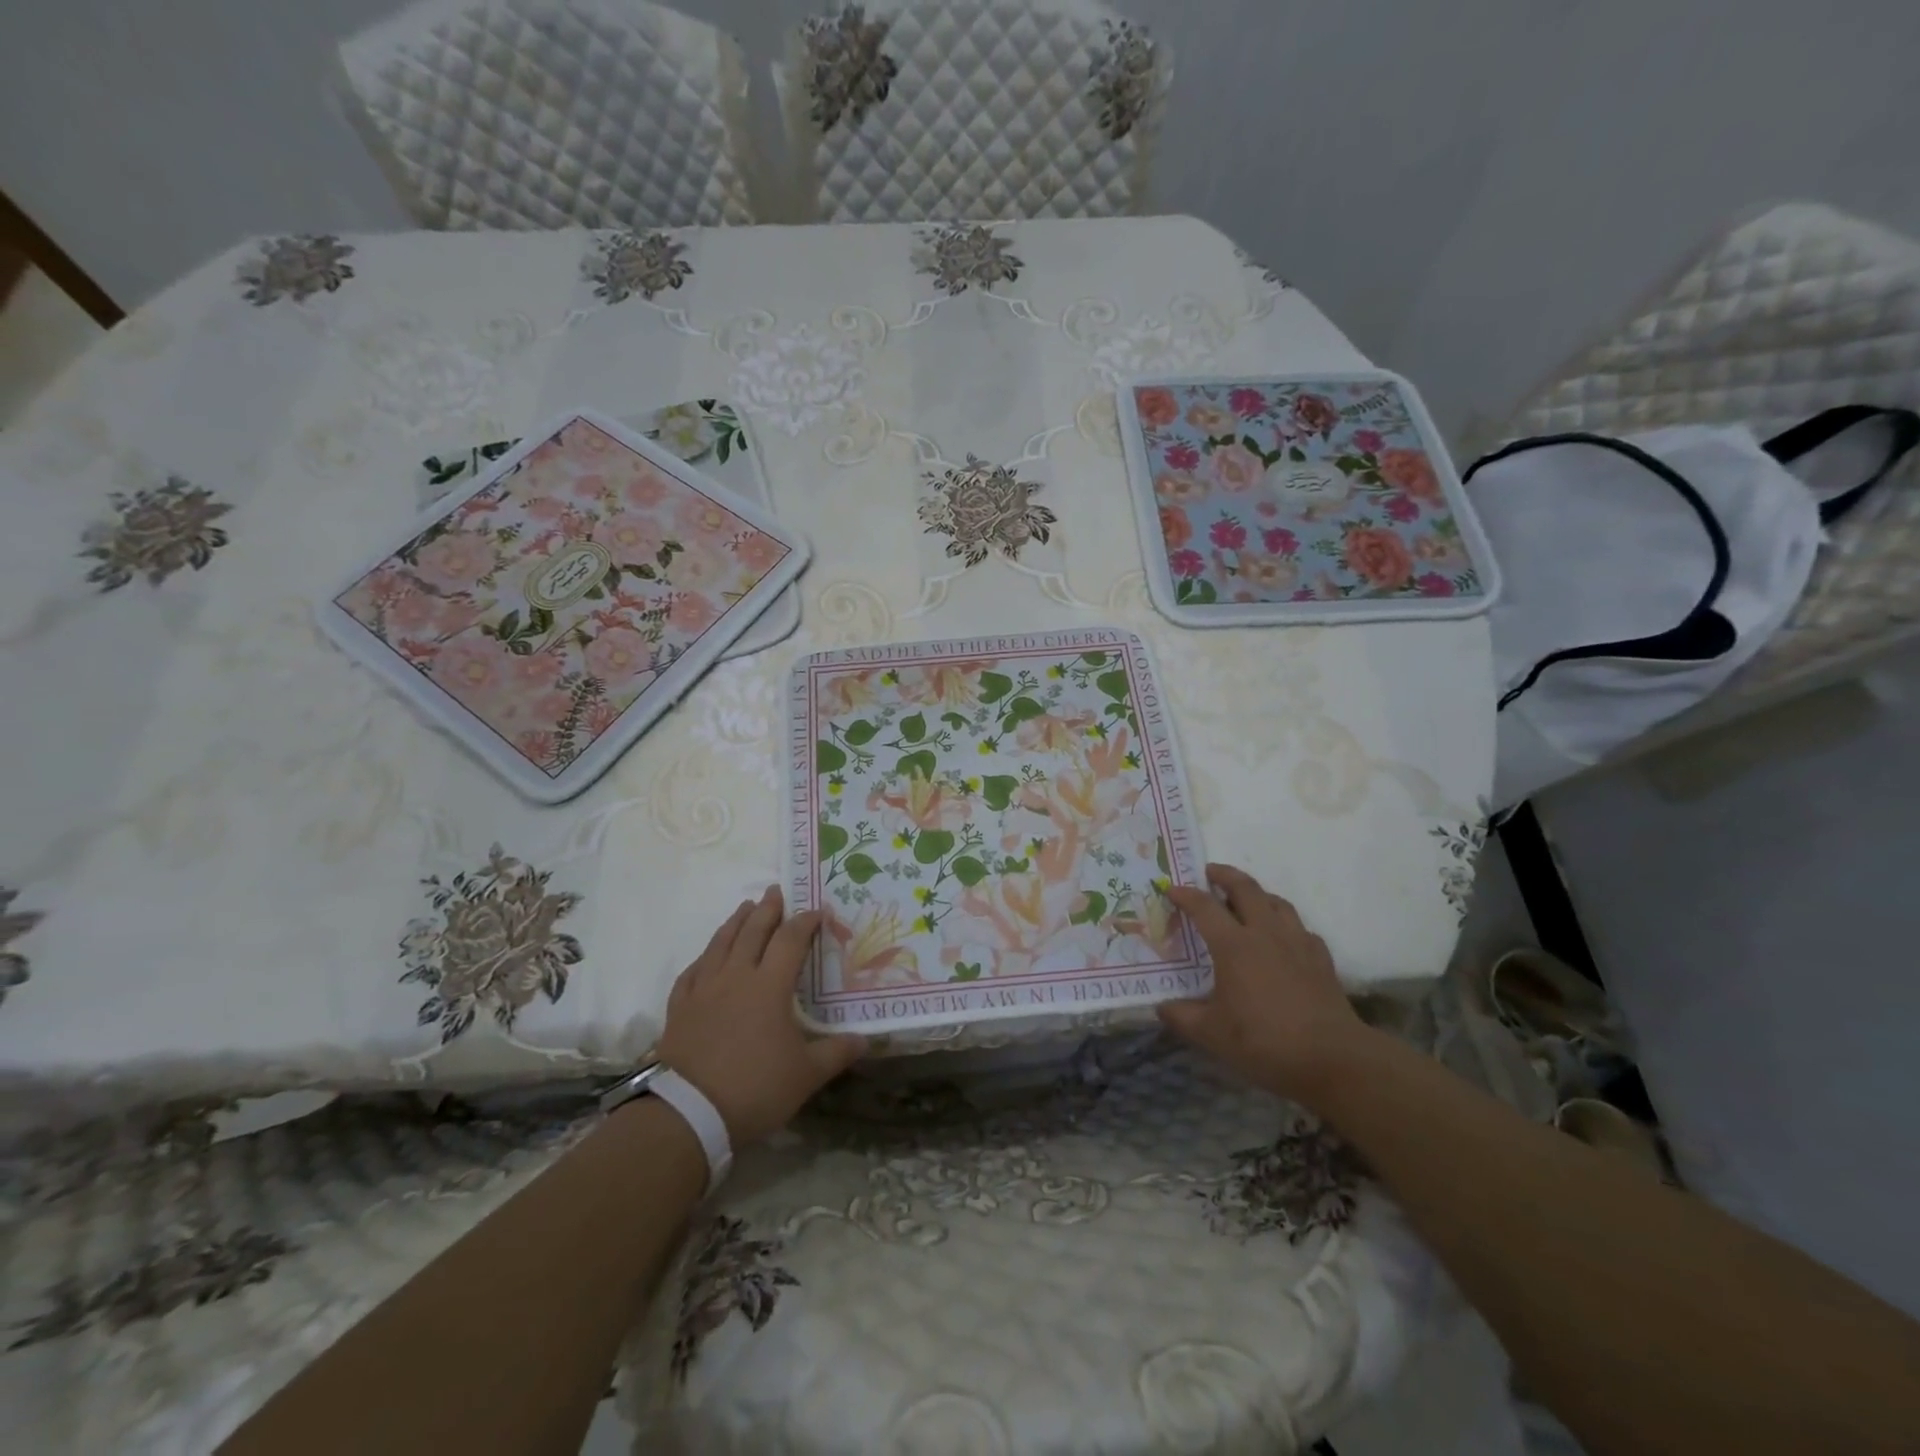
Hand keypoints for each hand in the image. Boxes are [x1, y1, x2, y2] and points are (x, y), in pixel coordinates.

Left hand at [657, 887, 866, 1146]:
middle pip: (752, 932)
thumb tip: (866, 1040)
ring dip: (735, 922)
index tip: (817, 910)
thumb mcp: (806, 1075)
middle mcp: (736, 977)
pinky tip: (707, 956)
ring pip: (720, 944)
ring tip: (744, 907)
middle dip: (767, 909)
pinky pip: (692, 971)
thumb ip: (836, 1053)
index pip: (790, 940)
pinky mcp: (680, 1008)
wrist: (688, 1114)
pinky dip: (704, 957)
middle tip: (776, 890)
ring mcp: (703, 990)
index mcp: (769, 986)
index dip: (805, 922)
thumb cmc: (754, 1088)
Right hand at [1158, 864, 1370, 1102]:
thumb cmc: (1265, 1041)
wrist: (1333, 1058)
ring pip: (1276, 902)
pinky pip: (1300, 928)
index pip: (1204, 907)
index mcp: (1233, 945)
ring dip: (1257, 894)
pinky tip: (1281, 938)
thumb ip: (1181, 1016)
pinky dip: (1284, 923)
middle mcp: (1265, 933)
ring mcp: (1297, 943)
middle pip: (1245, 888)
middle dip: (1224, 875)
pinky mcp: (1321, 959)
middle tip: (1209, 872)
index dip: (1184, 894)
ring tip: (1245, 900)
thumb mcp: (1212, 1034)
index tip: (1170, 889)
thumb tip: (1161, 1007)